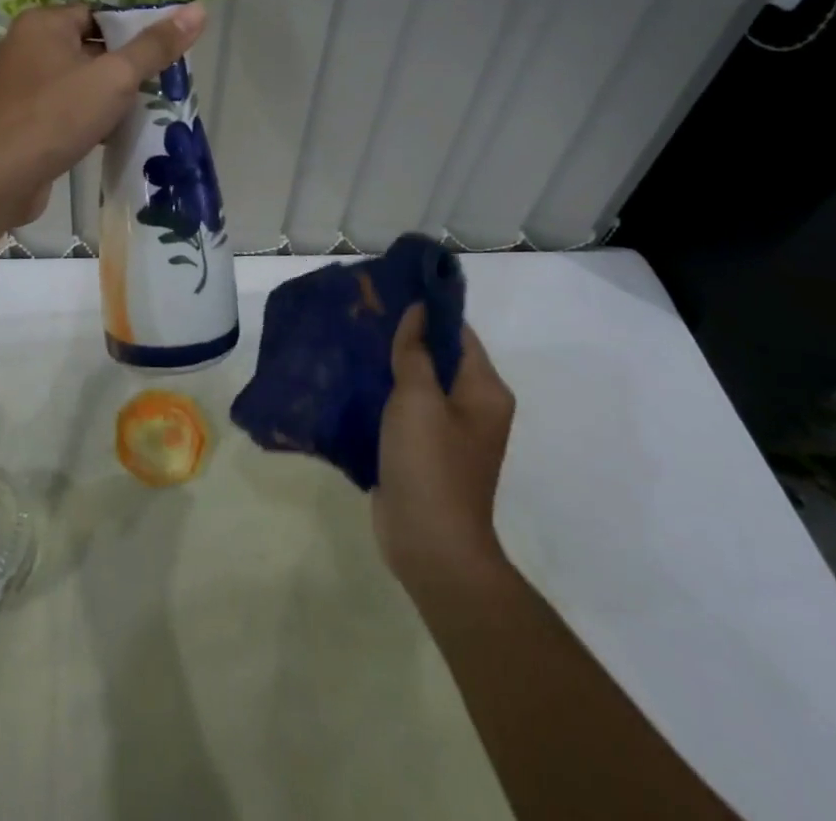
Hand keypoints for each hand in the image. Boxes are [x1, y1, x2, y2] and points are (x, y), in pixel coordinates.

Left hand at [0, 3, 205, 227]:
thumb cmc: (58, 116)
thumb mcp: (115, 77)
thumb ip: (155, 46)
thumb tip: (197, 9)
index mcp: (44, 23)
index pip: (100, 15)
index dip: (133, 33)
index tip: (161, 57)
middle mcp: (25, 46)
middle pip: (89, 47)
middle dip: (123, 68)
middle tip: (157, 87)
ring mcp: (18, 84)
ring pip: (77, 80)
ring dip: (106, 96)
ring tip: (140, 112)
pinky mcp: (19, 118)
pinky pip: (62, 107)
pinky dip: (85, 117)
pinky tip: (110, 136)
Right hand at [374, 305, 517, 606]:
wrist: (430, 546)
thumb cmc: (430, 465)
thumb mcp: (418, 399)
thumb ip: (415, 352)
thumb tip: (419, 311)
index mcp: (484, 390)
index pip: (458, 332)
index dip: (428, 310)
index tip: (390, 290)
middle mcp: (472, 406)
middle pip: (438, 356)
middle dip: (403, 335)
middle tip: (362, 313)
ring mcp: (448, 432)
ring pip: (418, 383)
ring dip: (389, 364)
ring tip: (351, 339)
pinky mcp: (423, 451)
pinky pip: (404, 409)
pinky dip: (383, 393)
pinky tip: (352, 380)